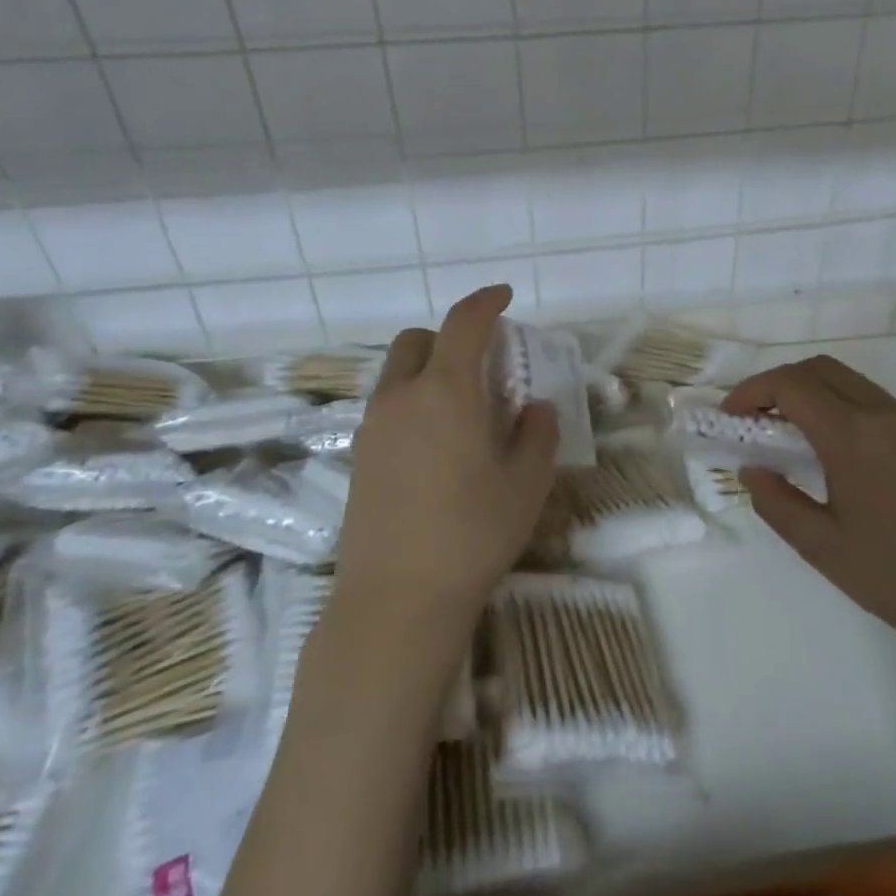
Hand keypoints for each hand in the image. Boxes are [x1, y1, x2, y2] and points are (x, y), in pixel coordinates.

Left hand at [335, 285, 558, 629]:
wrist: (396, 599)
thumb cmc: (472, 534)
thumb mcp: (526, 483)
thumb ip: (537, 434)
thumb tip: (535, 408)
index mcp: (445, 391)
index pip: (463, 323)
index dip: (486, 302)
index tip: (504, 297)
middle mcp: (401, 397)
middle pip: (419, 340)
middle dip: (450, 337)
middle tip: (483, 365)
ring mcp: (372, 427)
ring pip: (397, 373)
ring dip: (429, 370)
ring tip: (462, 409)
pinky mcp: (358, 457)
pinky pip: (387, 406)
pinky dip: (412, 401)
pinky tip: (435, 444)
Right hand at [723, 356, 895, 674]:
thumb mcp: (823, 548)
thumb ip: (777, 502)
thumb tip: (752, 470)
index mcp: (852, 434)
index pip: (790, 384)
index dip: (751, 391)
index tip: (729, 418)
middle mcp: (881, 413)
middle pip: (818, 368)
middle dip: (776, 382)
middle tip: (752, 417)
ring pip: (846, 379)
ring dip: (809, 389)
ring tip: (785, 430)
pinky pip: (869, 398)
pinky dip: (837, 402)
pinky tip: (828, 445)